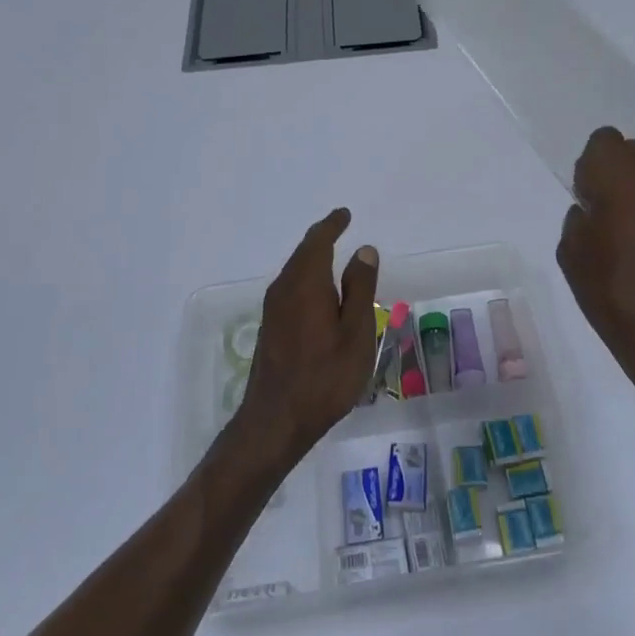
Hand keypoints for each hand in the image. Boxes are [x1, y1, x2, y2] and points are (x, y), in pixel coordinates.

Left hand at [229, 209, 379, 473]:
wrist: (276, 421)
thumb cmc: (325, 376)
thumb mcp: (356, 332)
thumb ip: (360, 288)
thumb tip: (364, 250)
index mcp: (306, 283)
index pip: (318, 241)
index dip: (332, 225)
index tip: (344, 214)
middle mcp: (284, 289)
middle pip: (303, 254)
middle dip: (321, 239)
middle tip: (340, 229)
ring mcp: (273, 309)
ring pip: (295, 272)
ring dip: (313, 260)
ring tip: (333, 256)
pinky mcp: (270, 328)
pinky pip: (291, 289)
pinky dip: (307, 279)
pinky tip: (319, 293)